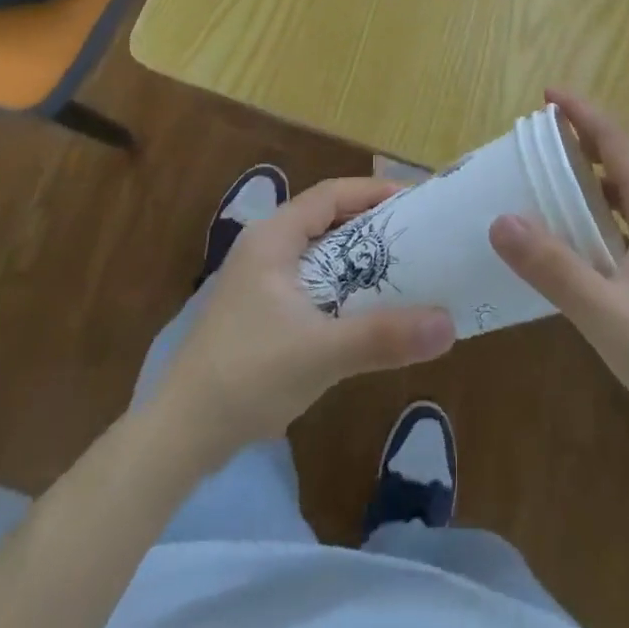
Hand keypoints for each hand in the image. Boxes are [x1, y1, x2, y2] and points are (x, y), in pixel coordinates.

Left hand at [160, 177, 456, 462]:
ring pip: (318, 252)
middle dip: (371, 226)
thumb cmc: (247, 376)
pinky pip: (310, 281)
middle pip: (327, 219)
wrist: (179, 435)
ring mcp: (258, 279)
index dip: (374, 192)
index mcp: (273, 237)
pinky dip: (340, 285)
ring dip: (357, 259)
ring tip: (402, 270)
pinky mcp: (258, 310)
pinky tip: (363, 310)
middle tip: (417, 237)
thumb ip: (384, 336)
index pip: (331, 194)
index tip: (416, 202)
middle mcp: (264, 247)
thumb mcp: (321, 353)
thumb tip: (449, 325)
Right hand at [489, 90, 628, 444]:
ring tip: (558, 170)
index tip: (548, 94)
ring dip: (598, 168)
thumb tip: (501, 220)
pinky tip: (589, 233)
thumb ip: (555, 269)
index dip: (583, 113)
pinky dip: (608, 203)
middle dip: (587, 133)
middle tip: (543, 130)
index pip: (618, 143)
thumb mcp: (609, 317)